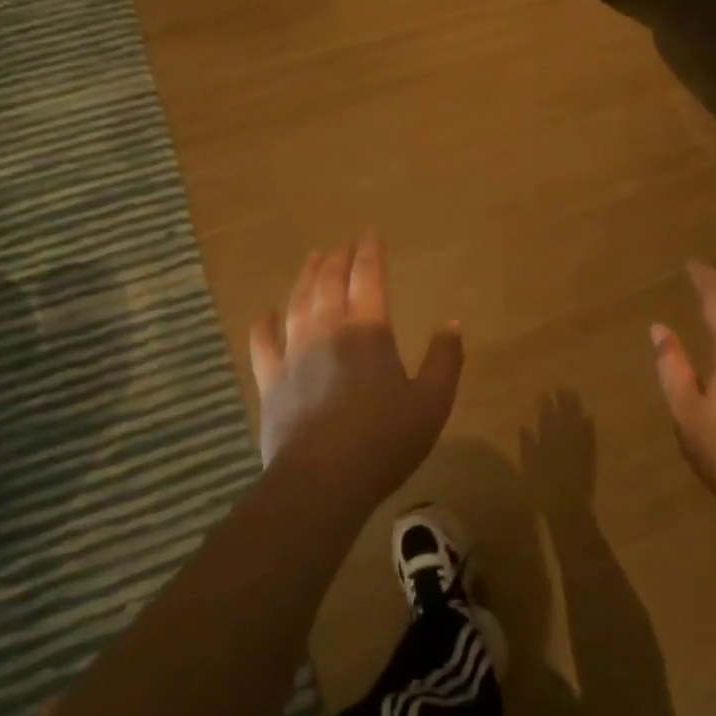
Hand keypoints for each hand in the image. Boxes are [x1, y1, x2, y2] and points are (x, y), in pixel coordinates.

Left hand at [248, 234, 463, 502]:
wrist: (322, 480)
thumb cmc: (385, 440)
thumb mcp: (433, 402)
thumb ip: (445, 360)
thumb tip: (452, 324)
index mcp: (368, 332)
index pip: (368, 278)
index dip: (370, 253)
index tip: (370, 235)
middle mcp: (328, 331)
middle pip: (330, 282)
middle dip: (338, 258)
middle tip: (343, 244)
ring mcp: (294, 354)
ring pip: (297, 302)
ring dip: (306, 277)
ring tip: (312, 258)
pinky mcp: (271, 381)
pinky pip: (263, 343)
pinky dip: (264, 324)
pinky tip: (265, 313)